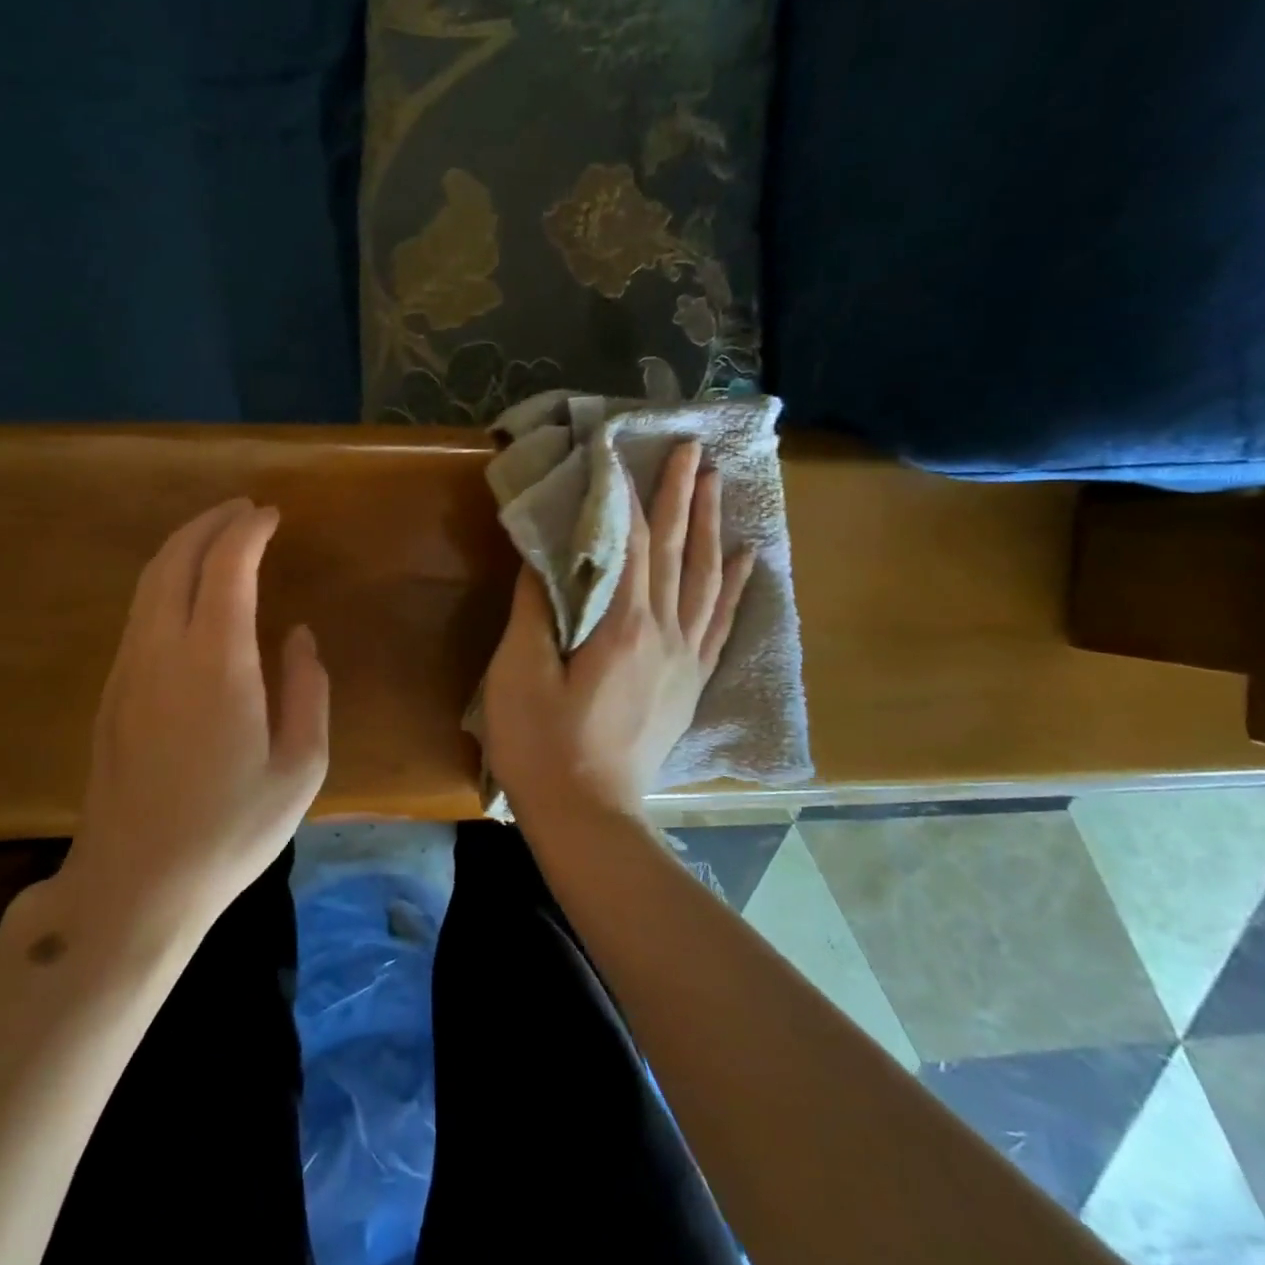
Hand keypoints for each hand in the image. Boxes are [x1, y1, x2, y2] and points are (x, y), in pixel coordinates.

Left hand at [52, 498, 329, 931]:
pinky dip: (167, 580)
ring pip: (149, 582)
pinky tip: (190, 593)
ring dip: (184, 547)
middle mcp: (162, 650)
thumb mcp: (301, 767)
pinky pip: (139, 612)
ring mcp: (128, 669)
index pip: (226, 567)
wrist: (137, 883)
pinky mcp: (111, 690)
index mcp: (216, 663)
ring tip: (218, 537)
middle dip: (209, 523)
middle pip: (175, 559)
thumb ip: (307, 689)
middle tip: (244, 510)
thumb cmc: (232, 830)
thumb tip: (298, 636)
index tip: (271, 515)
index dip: (247, 531)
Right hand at [482, 441, 752, 824]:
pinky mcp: (690, 684)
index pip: (629, 542)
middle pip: (676, 550)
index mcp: (623, 626)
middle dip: (681, 494)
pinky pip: (720, 623)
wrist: (589, 815)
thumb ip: (537, 608)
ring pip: (704, 578)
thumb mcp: (520, 673)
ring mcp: (685, 659)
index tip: (623, 451)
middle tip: (693, 448)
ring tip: (719, 484)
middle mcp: (665, 633)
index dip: (624, 494)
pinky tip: (744, 560)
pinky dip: (732, 586)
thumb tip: (546, 555)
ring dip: (711, 527)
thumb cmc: (542, 744)